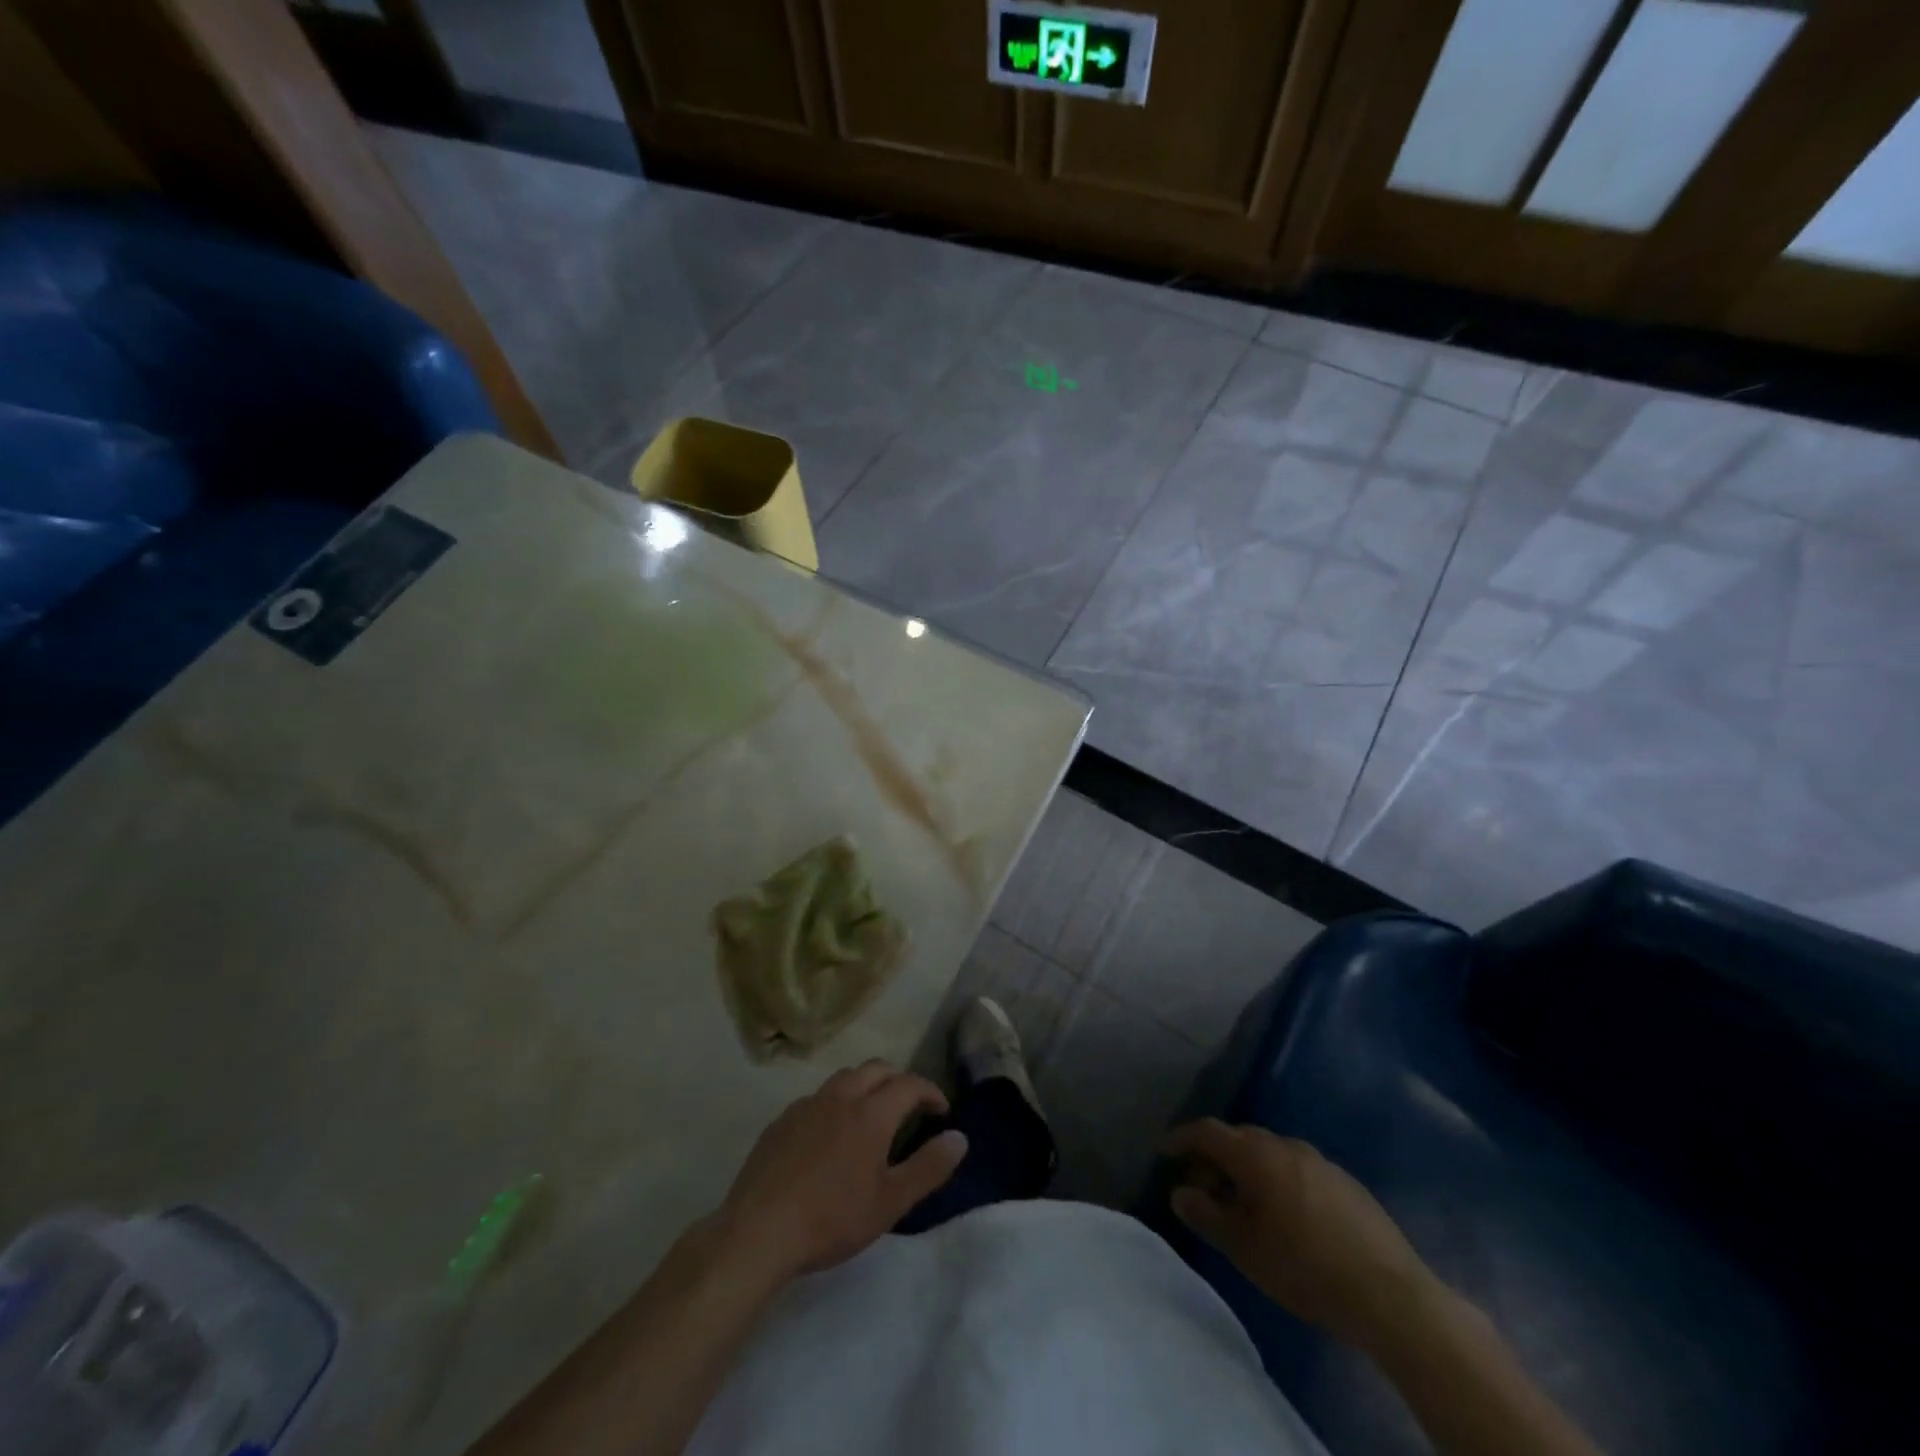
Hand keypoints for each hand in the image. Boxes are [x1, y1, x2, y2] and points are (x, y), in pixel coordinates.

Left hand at [711, 1060, 966, 1283]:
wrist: (758, 1231)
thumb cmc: (832, 1219)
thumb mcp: (890, 1202)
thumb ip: (929, 1167)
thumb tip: (960, 1137)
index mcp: (871, 1113)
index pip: (910, 1084)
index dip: (930, 1092)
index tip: (941, 1111)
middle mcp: (841, 1096)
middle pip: (877, 1068)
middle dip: (899, 1080)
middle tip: (910, 1106)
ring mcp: (807, 1104)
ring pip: (845, 1077)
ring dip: (867, 1085)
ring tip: (873, 1113)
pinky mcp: (782, 1120)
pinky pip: (818, 1097)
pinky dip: (836, 1103)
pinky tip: (831, 1134)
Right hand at [1161, 1120, 1438, 1352]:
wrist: (1391, 1295)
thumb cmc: (1304, 1268)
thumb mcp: (1244, 1248)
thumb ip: (1206, 1215)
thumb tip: (1180, 1192)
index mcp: (1255, 1154)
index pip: (1206, 1131)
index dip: (1181, 1139)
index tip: (1164, 1152)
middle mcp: (1285, 1145)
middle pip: (1239, 1138)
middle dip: (1215, 1156)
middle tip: (1203, 1186)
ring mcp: (1319, 1161)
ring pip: (1270, 1153)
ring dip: (1248, 1168)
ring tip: (1243, 1202)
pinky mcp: (1346, 1182)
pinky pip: (1297, 1169)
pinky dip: (1278, 1179)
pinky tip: (1286, 1215)